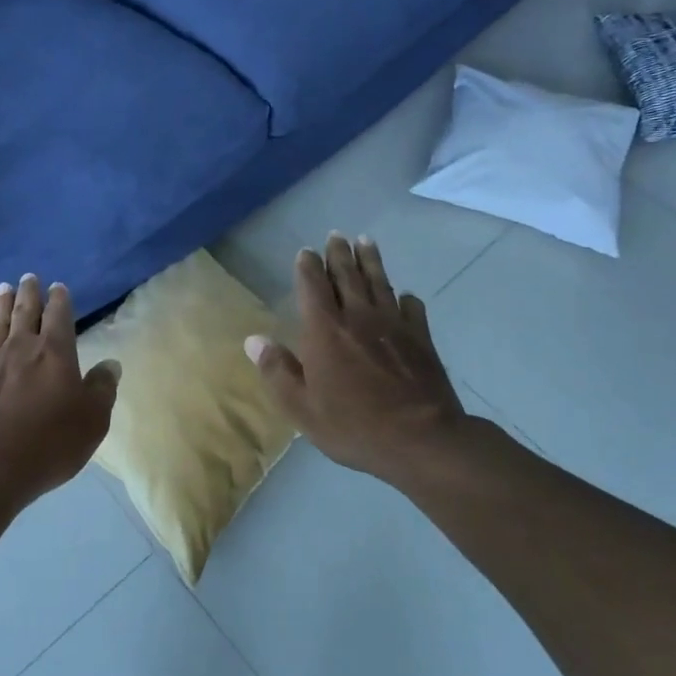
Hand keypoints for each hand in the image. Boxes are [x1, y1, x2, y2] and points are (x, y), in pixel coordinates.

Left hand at [0, 275, 120, 507]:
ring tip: (2, 287)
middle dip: (29, 292)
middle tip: (28, 277)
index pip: (59, 315)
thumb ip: (102, 388)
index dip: (60, 299)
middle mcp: (21, 347)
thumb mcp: (92, 419)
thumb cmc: (50, 442)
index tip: (58, 287)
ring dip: (1, 304)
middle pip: (25, 311)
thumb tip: (111, 364)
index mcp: (55, 351)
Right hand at [245, 234, 474, 485]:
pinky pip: (413, 309)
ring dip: (371, 261)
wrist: (421, 439)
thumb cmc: (353, 425)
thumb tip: (253, 340)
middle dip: (339, 253)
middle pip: (347, 275)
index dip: (308, 266)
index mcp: (324, 330)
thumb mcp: (301, 408)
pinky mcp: (421, 339)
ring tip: (366, 241)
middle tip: (337, 235)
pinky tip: (405, 296)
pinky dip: (406, 299)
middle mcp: (358, 317)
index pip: (312, 285)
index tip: (306, 252)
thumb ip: (277, 371)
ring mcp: (394, 325)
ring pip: (380, 283)